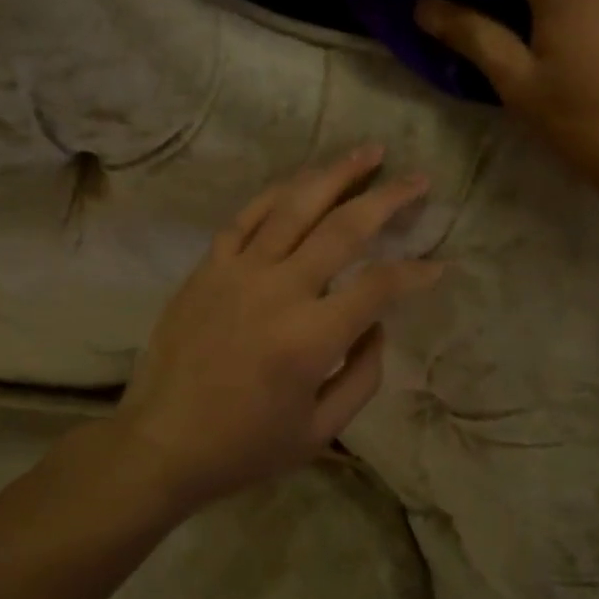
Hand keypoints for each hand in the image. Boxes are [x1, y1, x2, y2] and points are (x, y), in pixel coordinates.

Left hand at [111, 146, 443, 513]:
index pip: (379, 286)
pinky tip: (301, 180)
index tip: (438, 266)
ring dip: (335, 174)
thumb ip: (362, 376)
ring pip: (294, 207)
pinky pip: (246, 218)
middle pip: (343, 228)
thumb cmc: (245, 446)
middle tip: (417, 178)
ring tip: (368, 152)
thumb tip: (376, 325)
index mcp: (311, 338)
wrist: (161, 443)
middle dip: (388, 198)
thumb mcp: (320, 431)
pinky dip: (277, 193)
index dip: (415, 273)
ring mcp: (238, 272)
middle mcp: (278, 291)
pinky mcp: (208, 268)